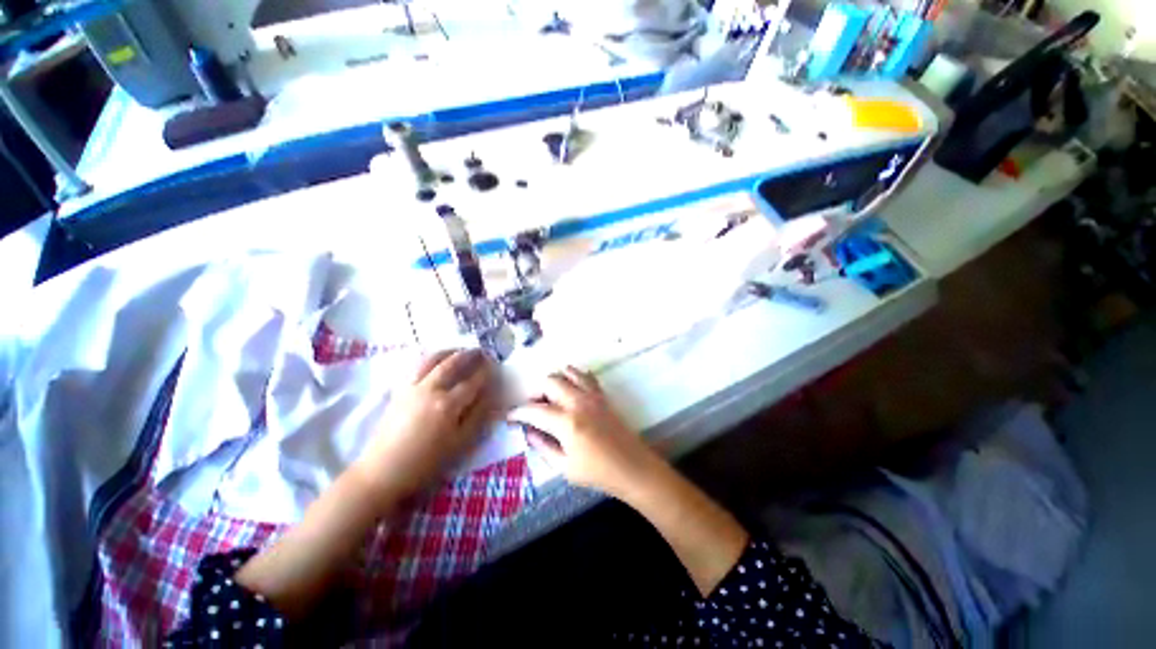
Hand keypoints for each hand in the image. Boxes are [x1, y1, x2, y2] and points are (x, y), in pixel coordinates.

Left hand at [353, 349, 496, 504]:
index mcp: (448, 405)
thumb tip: (492, 396)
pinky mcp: (398, 391)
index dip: (486, 372)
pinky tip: (434, 361)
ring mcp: (412, 388)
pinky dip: (428, 359)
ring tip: (459, 349)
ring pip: (431, 360)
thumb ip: (478, 416)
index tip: (496, 365)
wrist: (383, 472)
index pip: (473, 381)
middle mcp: (430, 390)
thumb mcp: (459, 443)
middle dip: (469, 355)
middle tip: (481, 351)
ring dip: (447, 352)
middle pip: (452, 364)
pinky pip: (415, 367)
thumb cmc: (426, 462)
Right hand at [508, 366, 660, 496]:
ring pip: (567, 372)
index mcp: (567, 423)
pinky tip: (569, 388)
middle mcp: (578, 402)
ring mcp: (592, 395)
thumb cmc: (598, 473)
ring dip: (553, 380)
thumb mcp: (565, 467)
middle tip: (531, 407)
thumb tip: (528, 431)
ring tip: (549, 397)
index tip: (510, 416)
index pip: (534, 410)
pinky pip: (585, 376)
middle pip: (549, 381)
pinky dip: (573, 376)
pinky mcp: (602, 395)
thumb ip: (543, 446)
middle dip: (535, 391)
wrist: (632, 467)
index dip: (518, 412)